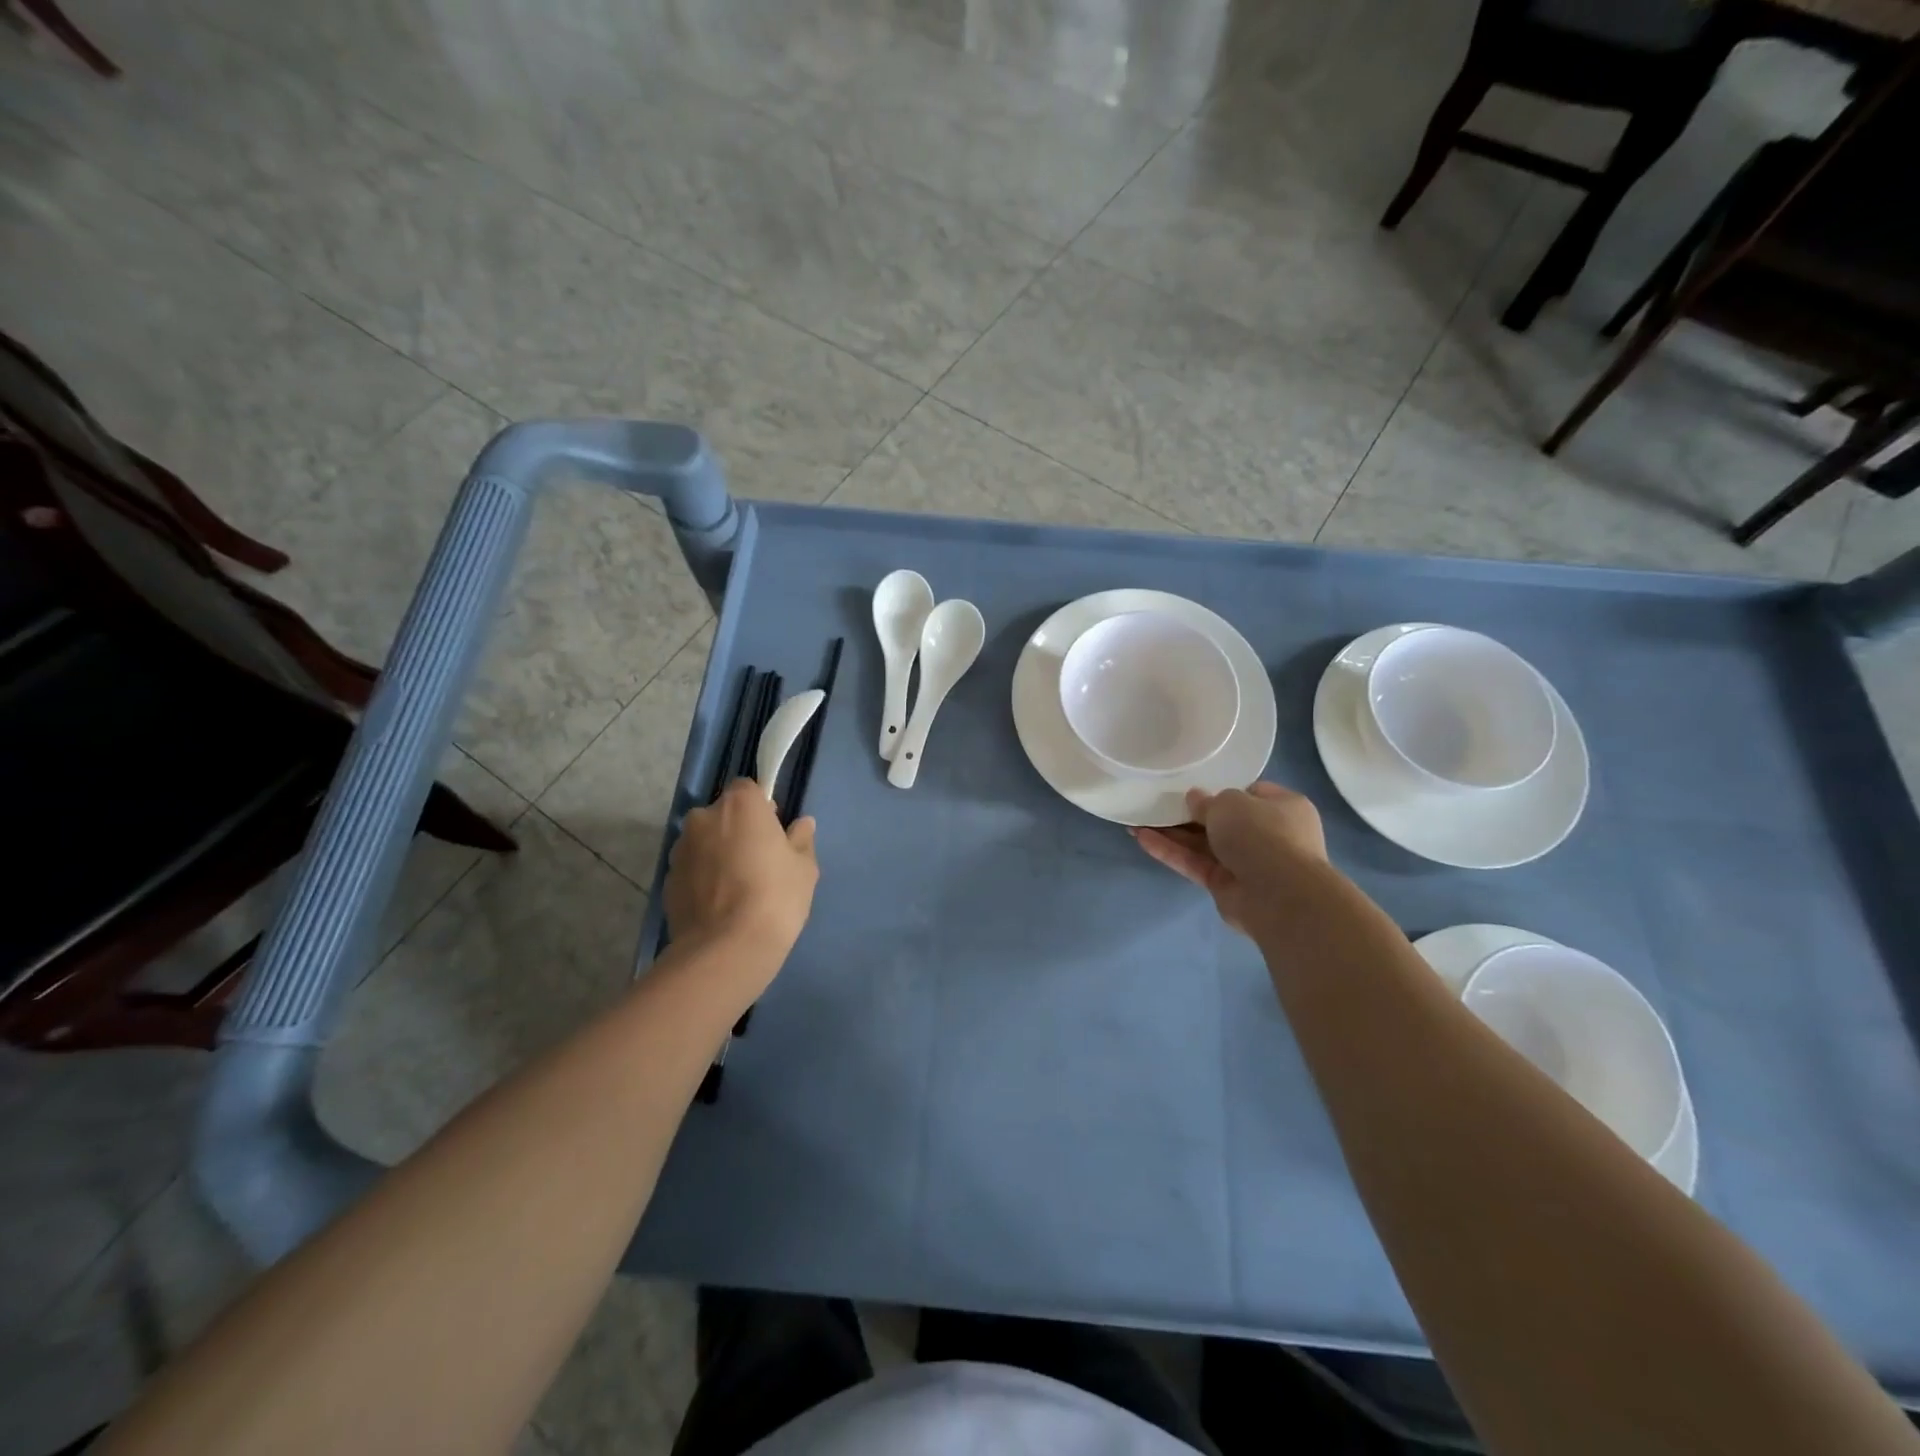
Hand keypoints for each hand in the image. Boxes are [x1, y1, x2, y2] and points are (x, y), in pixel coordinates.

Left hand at [665, 781, 818, 963]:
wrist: (726, 949)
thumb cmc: (775, 897)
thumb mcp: (804, 868)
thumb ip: (801, 839)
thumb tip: (802, 825)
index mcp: (739, 805)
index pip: (748, 789)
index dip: (761, 808)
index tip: (774, 833)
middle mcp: (703, 818)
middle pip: (722, 815)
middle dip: (736, 830)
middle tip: (757, 862)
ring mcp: (680, 849)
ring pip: (704, 842)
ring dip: (717, 854)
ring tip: (736, 888)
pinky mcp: (667, 880)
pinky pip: (691, 870)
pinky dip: (702, 879)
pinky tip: (719, 905)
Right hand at [1132, 782, 1326, 934]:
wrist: (1278, 894)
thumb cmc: (1262, 833)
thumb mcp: (1230, 802)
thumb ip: (1207, 800)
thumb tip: (1194, 799)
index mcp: (1282, 808)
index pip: (1249, 794)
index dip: (1221, 790)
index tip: (1193, 787)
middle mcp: (1268, 835)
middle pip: (1221, 821)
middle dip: (1189, 814)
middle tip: (1158, 803)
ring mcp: (1246, 862)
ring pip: (1203, 843)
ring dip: (1172, 833)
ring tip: (1137, 820)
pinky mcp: (1225, 886)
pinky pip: (1195, 863)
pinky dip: (1171, 852)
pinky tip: (1141, 839)